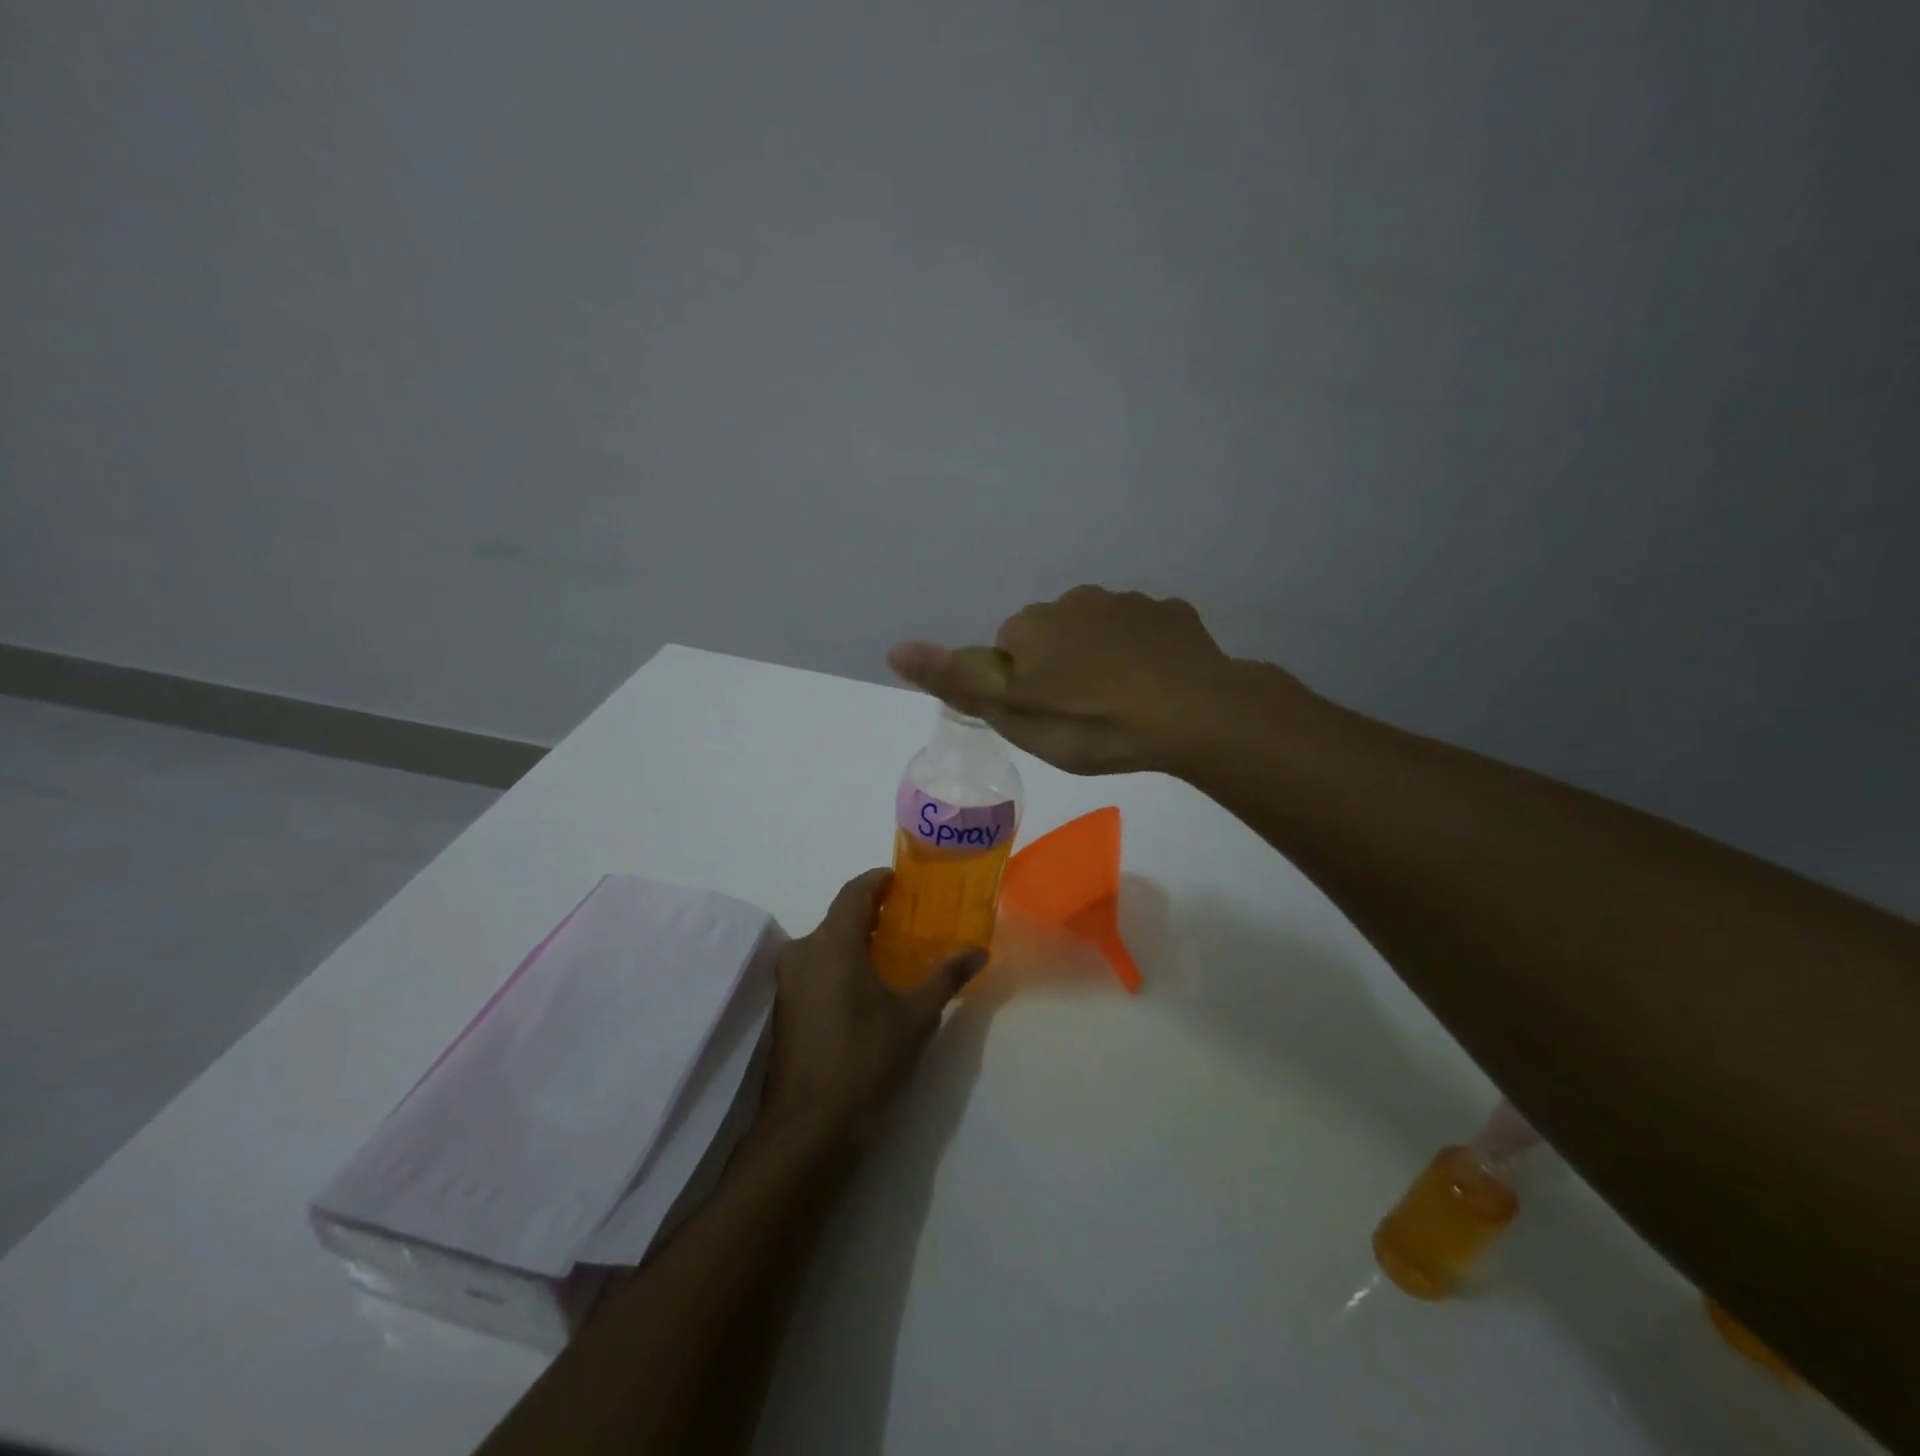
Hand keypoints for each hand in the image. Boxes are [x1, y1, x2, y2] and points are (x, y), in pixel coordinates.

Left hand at [760, 869, 985, 1144]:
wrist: (810, 1128)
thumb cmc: (866, 1060)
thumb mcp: (916, 1016)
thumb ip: (946, 976)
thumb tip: (979, 950)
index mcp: (832, 942)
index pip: (855, 892)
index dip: (879, 880)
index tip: (903, 880)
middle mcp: (803, 952)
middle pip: (839, 917)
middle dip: (873, 913)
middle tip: (909, 918)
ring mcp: (788, 982)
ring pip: (826, 944)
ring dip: (857, 940)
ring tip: (895, 951)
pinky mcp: (784, 1009)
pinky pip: (816, 968)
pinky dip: (842, 964)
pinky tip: (869, 986)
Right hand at [888, 585, 1266, 774]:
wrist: (1193, 714)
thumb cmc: (1092, 722)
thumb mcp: (1014, 714)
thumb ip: (956, 680)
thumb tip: (894, 647)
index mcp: (1032, 624)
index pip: (1007, 650)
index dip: (1022, 686)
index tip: (1046, 716)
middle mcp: (1075, 599)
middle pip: (1052, 636)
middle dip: (1061, 668)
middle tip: (1083, 716)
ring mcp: (1128, 602)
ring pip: (1099, 631)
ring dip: (1102, 659)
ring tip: (1122, 705)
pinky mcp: (1171, 614)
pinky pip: (1143, 632)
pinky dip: (1142, 654)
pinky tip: (1156, 687)